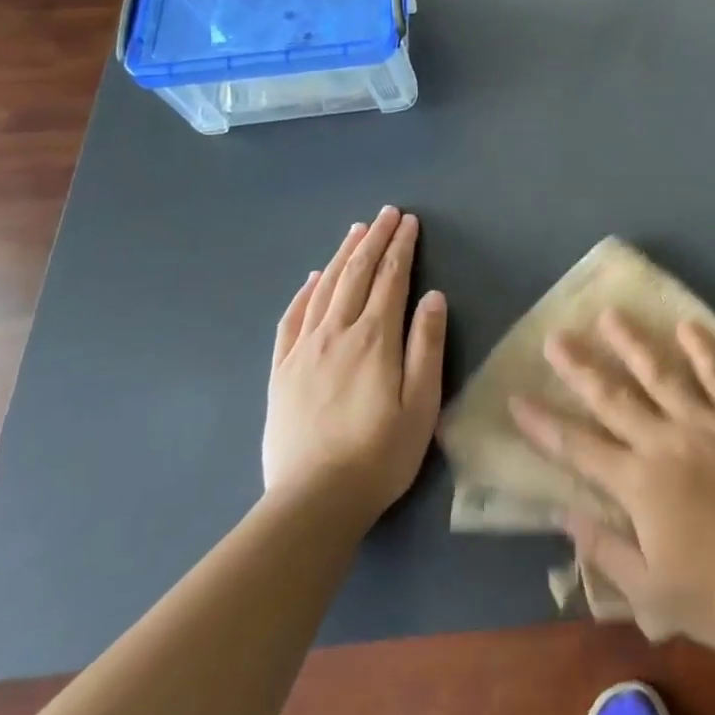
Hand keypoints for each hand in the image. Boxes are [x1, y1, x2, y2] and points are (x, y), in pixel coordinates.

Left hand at [264, 206, 445, 524]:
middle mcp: (337, 333)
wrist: (313, 500)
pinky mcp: (281, 371)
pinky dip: (304, 292)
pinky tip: (312, 279)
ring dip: (342, 255)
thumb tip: (433, 296)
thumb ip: (427, 345)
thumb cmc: (381, 453)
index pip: (391, 279)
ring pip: (324, 289)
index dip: (402, 247)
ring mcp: (303, 350)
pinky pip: (291, 319)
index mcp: (375, 338)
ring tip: (356, 231)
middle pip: (357, 274)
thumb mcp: (422, 402)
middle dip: (375, 240)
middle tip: (387, 213)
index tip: (409, 222)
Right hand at [509, 312, 714, 651]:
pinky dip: (704, 350)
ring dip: (633, 343)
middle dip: (580, 367)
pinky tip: (688, 326)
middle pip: (614, 398)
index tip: (517, 399)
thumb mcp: (648, 592)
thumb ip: (604, 549)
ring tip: (611, 314)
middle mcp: (665, 442)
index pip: (579, 448)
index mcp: (639, 484)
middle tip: (556, 337)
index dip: (545, 425)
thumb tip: (564, 515)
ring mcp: (706, 425)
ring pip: (661, 375)